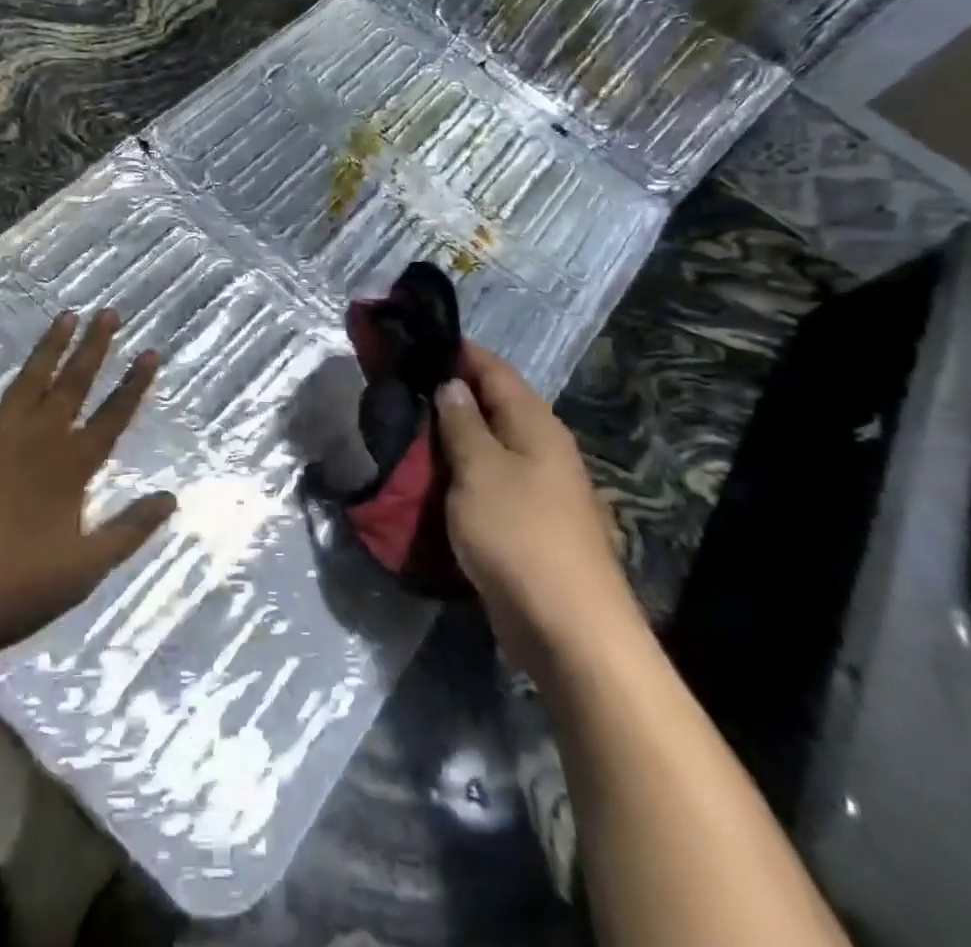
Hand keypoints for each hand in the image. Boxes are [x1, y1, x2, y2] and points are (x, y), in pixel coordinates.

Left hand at [0, 310, 175, 655]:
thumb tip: (171, 498)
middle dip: (94, 348)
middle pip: (72, 386)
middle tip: (108, 312)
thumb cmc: (14, 587)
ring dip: (47, 348)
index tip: (150, 351)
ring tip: (65, 315)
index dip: (134, 385)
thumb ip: (130, 530)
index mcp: (70, 467)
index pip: (113, 417)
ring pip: (26, 382)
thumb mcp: (85, 568)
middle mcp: (36, 440)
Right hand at [435, 342, 636, 652]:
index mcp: (535, 424)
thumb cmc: (519, 534)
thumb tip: (452, 385)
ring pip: (490, 445)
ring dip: (454, 435)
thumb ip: (463, 424)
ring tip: (408, 428)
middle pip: (493, 405)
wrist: (568, 628)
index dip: (458, 352)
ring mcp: (540, 487)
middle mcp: (543, 448)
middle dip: (451, 394)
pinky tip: (434, 477)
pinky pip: (490, 480)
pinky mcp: (530, 522)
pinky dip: (462, 471)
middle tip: (401, 387)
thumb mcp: (480, 470)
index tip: (417, 342)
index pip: (494, 369)